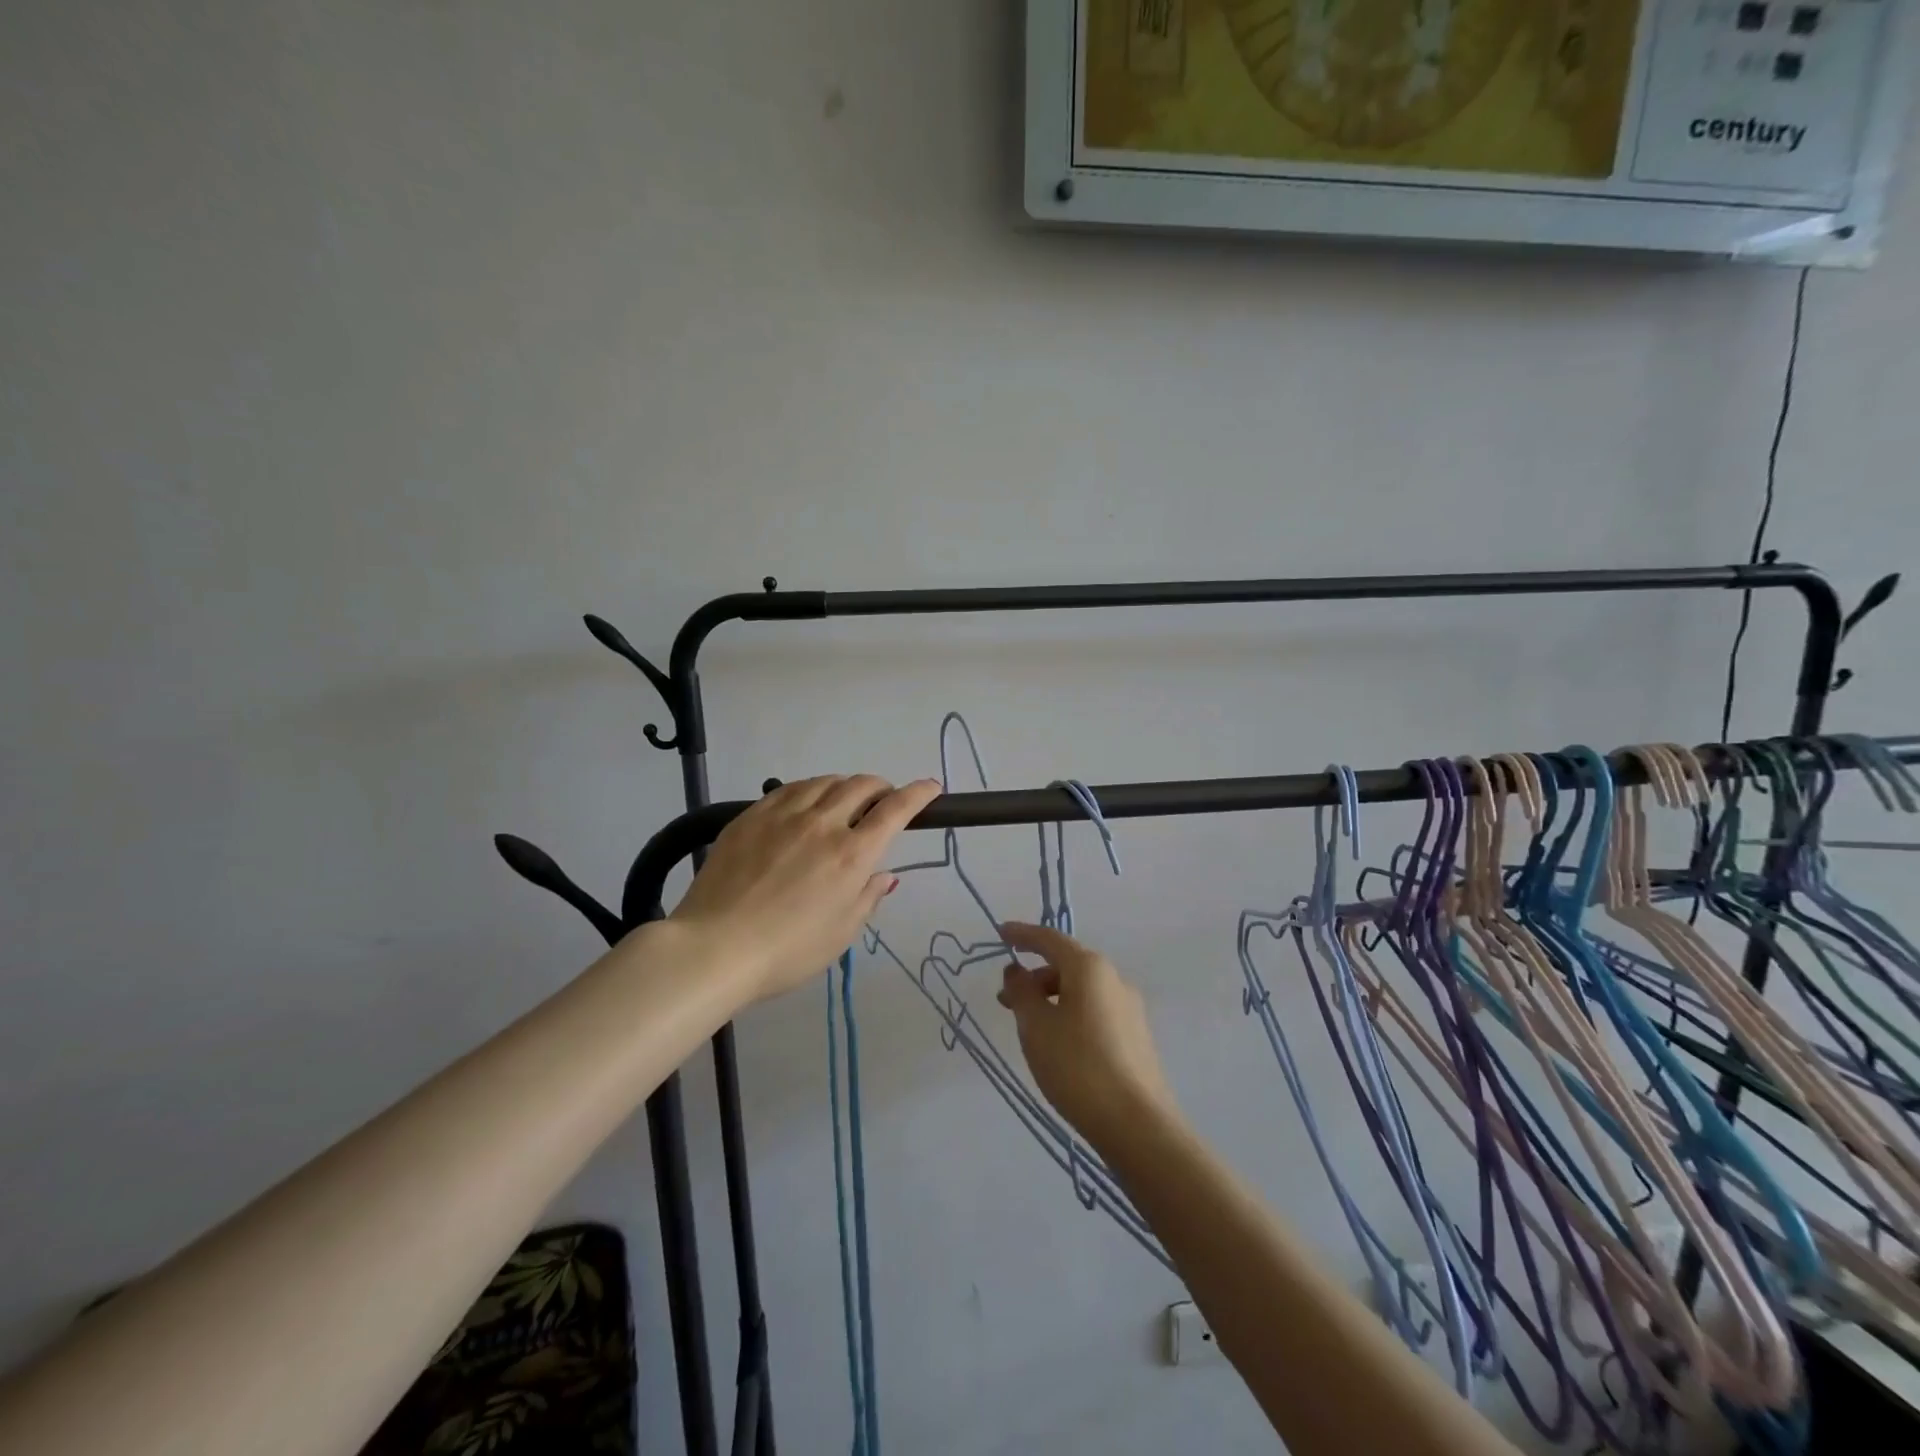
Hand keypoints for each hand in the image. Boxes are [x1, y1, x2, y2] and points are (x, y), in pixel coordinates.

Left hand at [670, 775, 941, 1003]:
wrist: (715, 947)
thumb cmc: (787, 952)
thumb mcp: (840, 934)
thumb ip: (867, 898)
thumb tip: (885, 875)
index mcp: (852, 855)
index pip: (895, 810)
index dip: (918, 794)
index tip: (931, 787)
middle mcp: (822, 824)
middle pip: (861, 786)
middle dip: (881, 787)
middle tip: (883, 800)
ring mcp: (784, 815)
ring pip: (825, 781)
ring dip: (845, 785)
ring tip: (846, 799)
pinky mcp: (752, 815)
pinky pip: (790, 789)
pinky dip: (810, 789)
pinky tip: (806, 800)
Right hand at [996, 922, 1180, 1148]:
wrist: (1137, 1124)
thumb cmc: (1077, 1065)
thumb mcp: (1036, 1026)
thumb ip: (1021, 992)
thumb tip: (1016, 971)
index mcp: (1089, 967)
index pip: (1050, 939)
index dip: (1022, 934)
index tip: (1000, 934)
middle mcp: (1114, 979)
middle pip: (1067, 965)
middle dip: (1034, 976)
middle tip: (1005, 999)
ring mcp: (1129, 1008)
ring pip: (1081, 990)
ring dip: (1051, 998)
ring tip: (1028, 1027)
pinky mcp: (1135, 1036)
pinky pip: (1094, 1011)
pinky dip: (1069, 1014)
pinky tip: (1057, 1043)